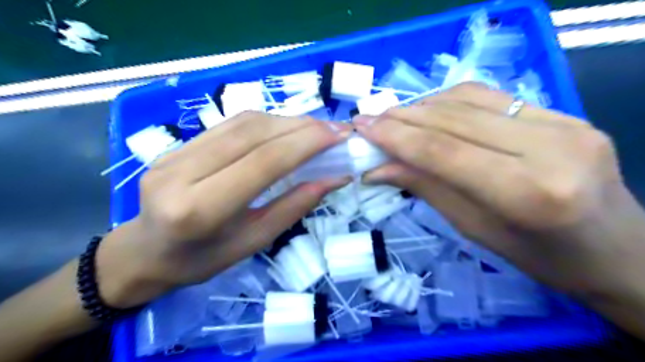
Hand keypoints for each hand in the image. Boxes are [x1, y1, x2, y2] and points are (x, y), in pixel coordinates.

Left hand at [95, 112, 350, 307]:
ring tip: (316, 129)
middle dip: (302, 127)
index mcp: (199, 210)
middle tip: (335, 130)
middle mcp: (182, 173)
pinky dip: (266, 123)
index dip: (305, 143)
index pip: (262, 162)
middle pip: (253, 134)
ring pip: (242, 123)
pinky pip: (230, 124)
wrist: (145, 252)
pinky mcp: (177, 144)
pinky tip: (286, 129)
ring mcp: (175, 153)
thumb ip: (293, 207)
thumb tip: (334, 178)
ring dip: (286, 121)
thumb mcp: (254, 242)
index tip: (339, 136)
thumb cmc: (202, 260)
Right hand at [355, 82, 643, 329]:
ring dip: (422, 106)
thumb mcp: (473, 228)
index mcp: (529, 193)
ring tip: (393, 117)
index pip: (443, 151)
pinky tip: (428, 111)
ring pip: (471, 99)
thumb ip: (425, 187)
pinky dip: (450, 101)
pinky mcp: (565, 113)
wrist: (617, 250)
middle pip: (454, 119)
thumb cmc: (539, 256)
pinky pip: (492, 97)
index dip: (396, 136)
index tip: (362, 128)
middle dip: (402, 117)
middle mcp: (551, 147)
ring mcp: (564, 122)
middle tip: (369, 120)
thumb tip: (377, 167)